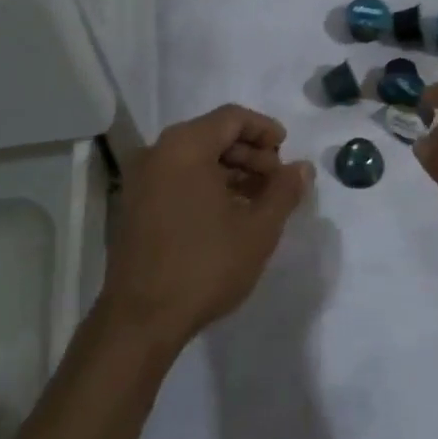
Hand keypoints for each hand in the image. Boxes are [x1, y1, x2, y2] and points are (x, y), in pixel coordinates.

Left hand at [100, 104, 310, 349]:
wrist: (141, 321)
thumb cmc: (205, 265)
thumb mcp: (258, 229)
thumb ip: (284, 190)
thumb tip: (302, 167)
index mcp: (185, 146)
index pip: (232, 117)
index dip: (264, 129)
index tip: (287, 150)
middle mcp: (158, 153)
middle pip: (212, 135)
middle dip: (250, 153)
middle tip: (277, 181)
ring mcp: (141, 181)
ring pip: (194, 159)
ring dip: (230, 171)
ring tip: (259, 200)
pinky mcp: (135, 207)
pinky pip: (177, 179)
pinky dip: (206, 185)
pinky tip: (229, 214)